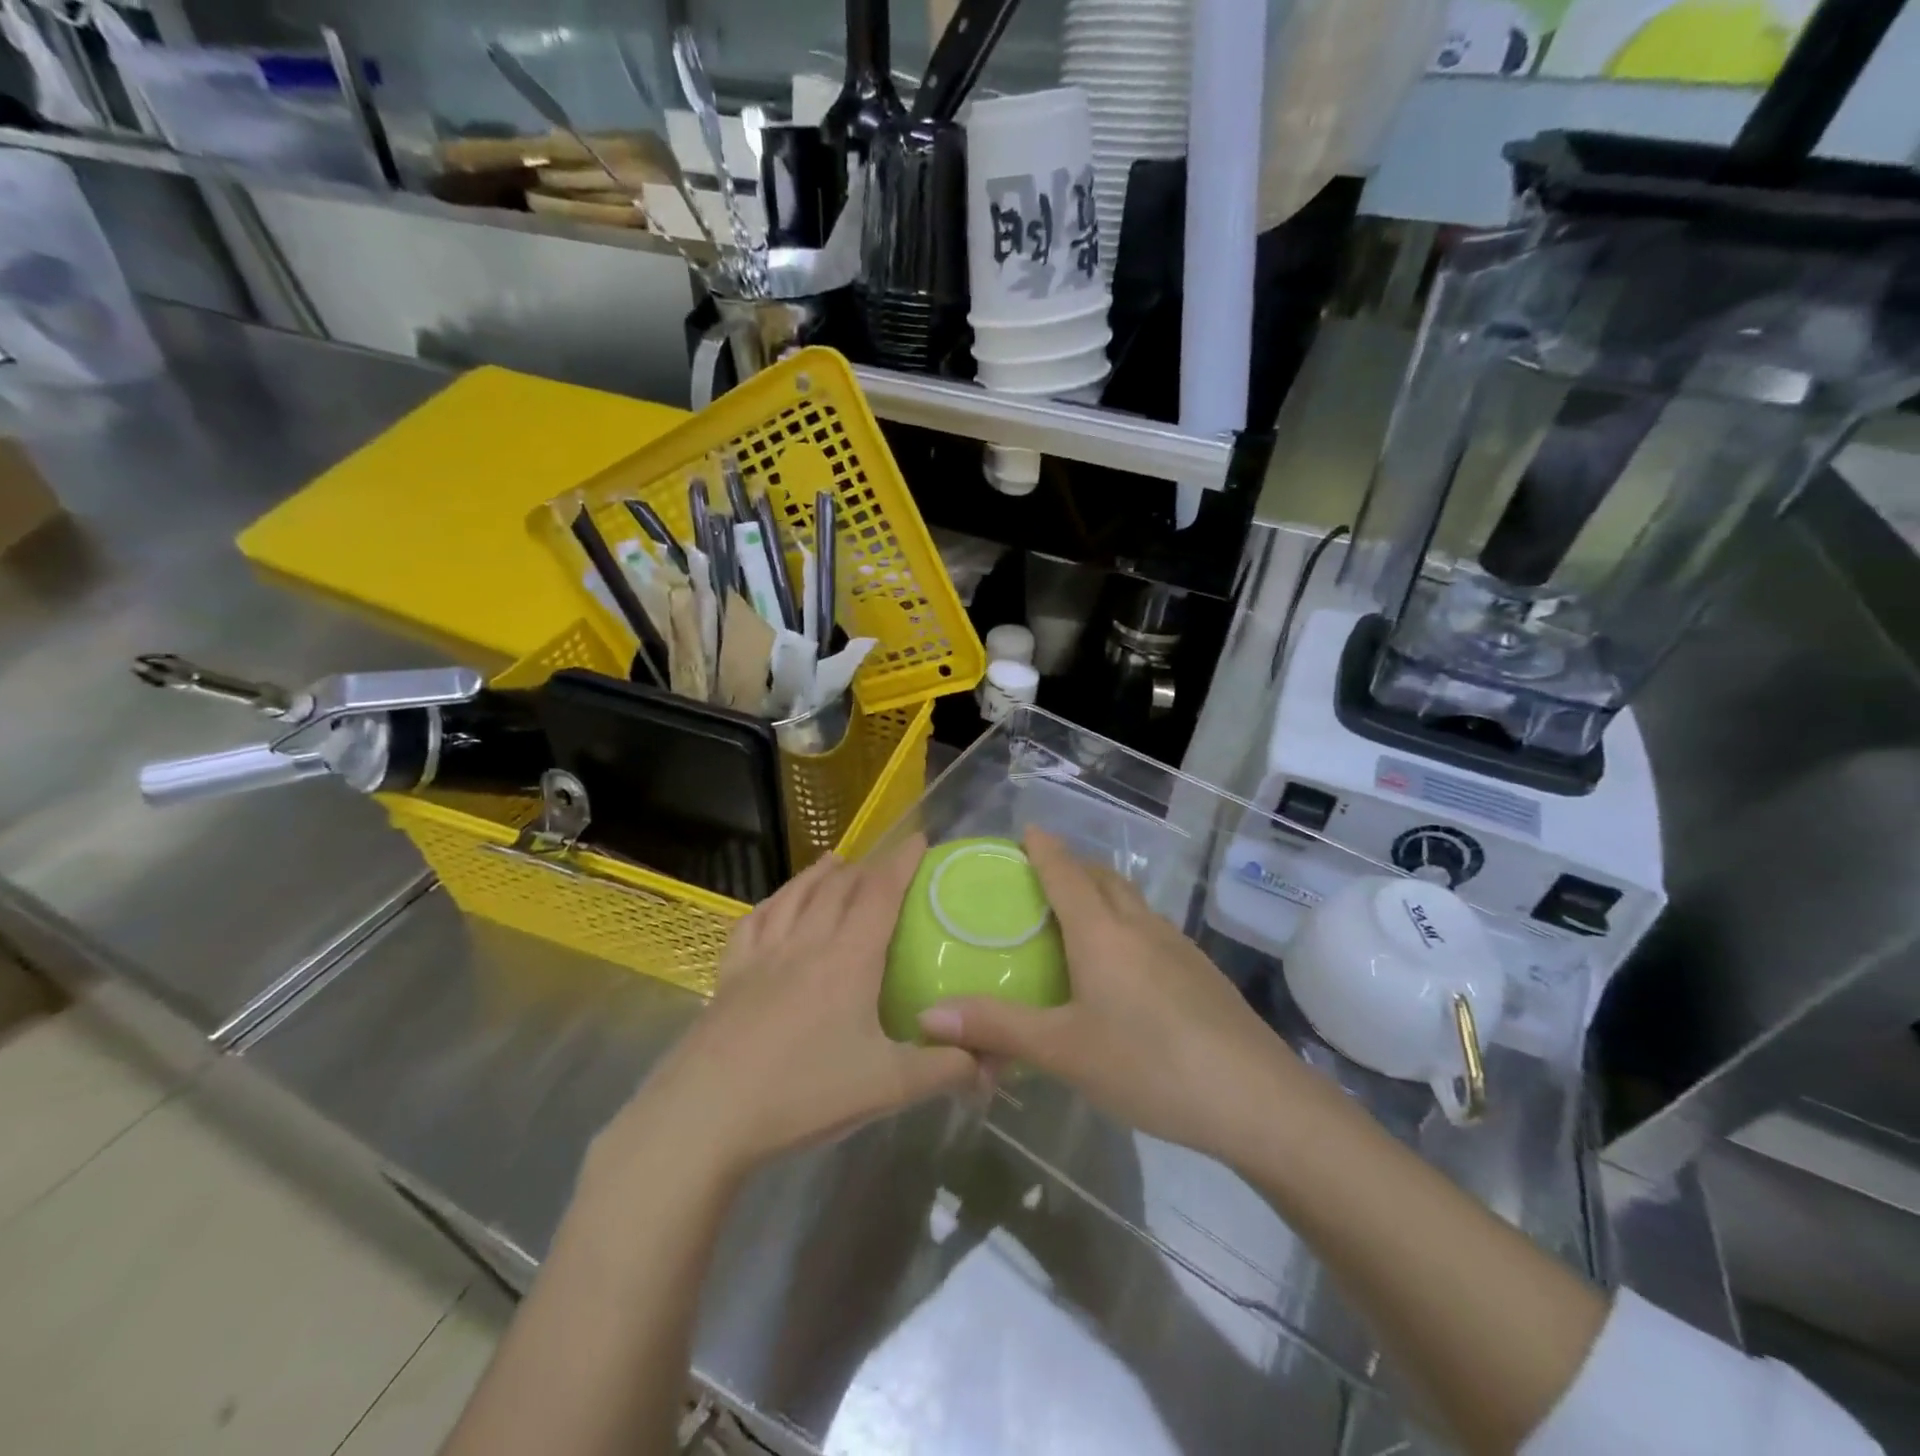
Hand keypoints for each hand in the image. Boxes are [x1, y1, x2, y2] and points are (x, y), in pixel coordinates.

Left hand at [594, 835, 980, 1188]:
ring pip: (795, 896)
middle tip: (884, 863)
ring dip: (819, 874)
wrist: (706, 1115)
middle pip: (838, 888)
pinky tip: (775, 905)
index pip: (880, 893)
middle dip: (866, 868)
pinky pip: (753, 922)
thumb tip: (992, 1063)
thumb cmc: (803, 1094)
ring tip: (834, 861)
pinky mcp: (730, 975)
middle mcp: (806, 943)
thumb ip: (944, 1069)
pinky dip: (772, 902)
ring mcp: (762, 956)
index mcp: (848, 959)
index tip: (920, 839)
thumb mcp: (887, 1087)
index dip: (902, 862)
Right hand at [918, 828, 1296, 1161]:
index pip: (1065, 872)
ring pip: (1132, 901)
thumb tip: (926, 1015)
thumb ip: (997, 1028)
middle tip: (1043, 876)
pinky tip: (1126, 966)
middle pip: (1103, 877)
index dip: (1044, 848)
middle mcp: (1140, 926)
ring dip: (1103, 893)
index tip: (1026, 830)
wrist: (1258, 1100)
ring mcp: (1178, 946)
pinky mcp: (1201, 972)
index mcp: (1101, 932)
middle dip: (1073, 866)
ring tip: (1080, 915)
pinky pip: (1152, 929)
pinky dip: (1127, 924)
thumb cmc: (1149, 1066)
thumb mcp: (1063, 1051)